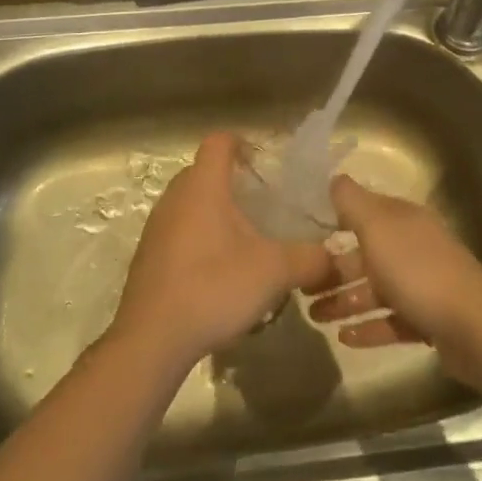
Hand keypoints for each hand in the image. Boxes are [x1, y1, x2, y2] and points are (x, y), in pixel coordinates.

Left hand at [109, 132, 335, 368]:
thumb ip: (310, 259)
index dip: (243, 144)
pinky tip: (219, 274)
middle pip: (205, 172)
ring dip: (216, 214)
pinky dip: (200, 240)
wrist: (152, 339)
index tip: (264, 165)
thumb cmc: (213, 288)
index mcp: (203, 186)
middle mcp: (175, 197)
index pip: (220, 141)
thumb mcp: (274, 272)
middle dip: (234, 183)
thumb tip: (333, 257)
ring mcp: (157, 227)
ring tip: (245, 244)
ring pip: (191, 204)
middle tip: (262, 207)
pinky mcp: (148, 257)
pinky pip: (178, 232)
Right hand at [305, 176, 481, 358]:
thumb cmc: (418, 271)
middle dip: (333, 269)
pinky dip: (367, 327)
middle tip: (301, 287)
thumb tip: (334, 177)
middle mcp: (412, 246)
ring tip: (313, 316)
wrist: (474, 327)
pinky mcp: (428, 319)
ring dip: (344, 301)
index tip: (303, 233)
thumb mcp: (378, 228)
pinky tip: (343, 338)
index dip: (334, 219)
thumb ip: (352, 202)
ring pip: (375, 289)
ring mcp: (422, 284)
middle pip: (366, 254)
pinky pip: (390, 320)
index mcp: (402, 220)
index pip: (363, 211)